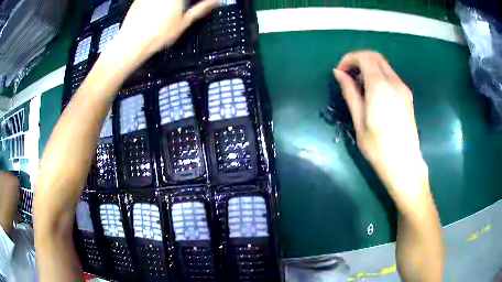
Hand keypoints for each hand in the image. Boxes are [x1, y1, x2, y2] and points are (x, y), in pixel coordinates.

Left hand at [110, 0, 219, 61]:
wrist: (131, 43)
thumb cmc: (158, 35)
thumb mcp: (184, 22)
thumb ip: (201, 9)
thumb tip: (216, 2)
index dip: (200, 0)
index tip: (204, 2)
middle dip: (185, 2)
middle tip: (188, 7)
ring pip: (167, 0)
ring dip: (173, 4)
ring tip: (173, 12)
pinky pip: (154, 0)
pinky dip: (159, 4)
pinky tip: (158, 12)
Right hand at [333, 51, 427, 198]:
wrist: (404, 164)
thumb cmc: (378, 147)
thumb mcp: (359, 121)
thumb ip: (350, 92)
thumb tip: (339, 73)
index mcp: (380, 86)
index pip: (364, 57)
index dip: (349, 59)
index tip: (340, 72)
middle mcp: (394, 82)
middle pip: (375, 56)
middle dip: (359, 60)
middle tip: (348, 76)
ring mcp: (403, 88)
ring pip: (384, 65)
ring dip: (369, 67)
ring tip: (359, 87)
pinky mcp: (407, 96)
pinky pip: (391, 76)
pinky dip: (378, 75)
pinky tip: (373, 93)